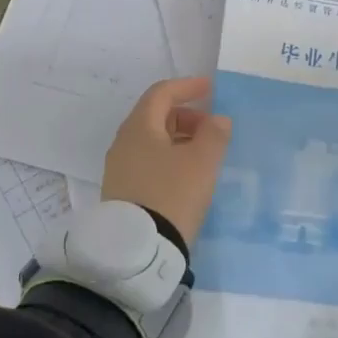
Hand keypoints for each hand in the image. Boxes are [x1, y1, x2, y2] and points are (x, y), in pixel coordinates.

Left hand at [101, 77, 232, 248]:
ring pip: (152, 142)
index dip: (187, 87)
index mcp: (139, 127)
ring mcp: (120, 170)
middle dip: (186, 116)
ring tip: (204, 155)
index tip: (210, 89)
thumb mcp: (202, 162)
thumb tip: (217, 120)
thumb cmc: (172, 194)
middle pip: (155, 116)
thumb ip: (214, 134)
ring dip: (179, 139)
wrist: (139, 250)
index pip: (161, 93)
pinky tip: (187, 177)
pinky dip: (169, 159)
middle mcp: (123, 143)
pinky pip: (148, 163)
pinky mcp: (122, 193)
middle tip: (211, 128)